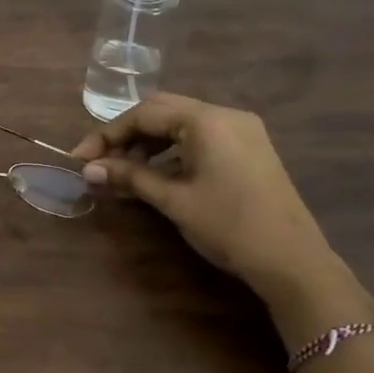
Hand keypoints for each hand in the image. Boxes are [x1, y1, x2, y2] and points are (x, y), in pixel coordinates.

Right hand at [72, 92, 337, 299]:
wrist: (292, 261)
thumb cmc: (228, 226)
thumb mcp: (173, 200)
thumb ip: (130, 177)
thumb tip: (89, 170)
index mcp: (206, 120)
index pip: (144, 113)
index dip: (107, 134)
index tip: (81, 159)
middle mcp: (225, 115)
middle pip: (162, 112)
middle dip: (125, 134)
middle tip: (99, 161)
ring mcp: (242, 131)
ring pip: (181, 124)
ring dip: (148, 142)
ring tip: (123, 170)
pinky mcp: (249, 149)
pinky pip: (200, 137)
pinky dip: (172, 150)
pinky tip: (157, 173)